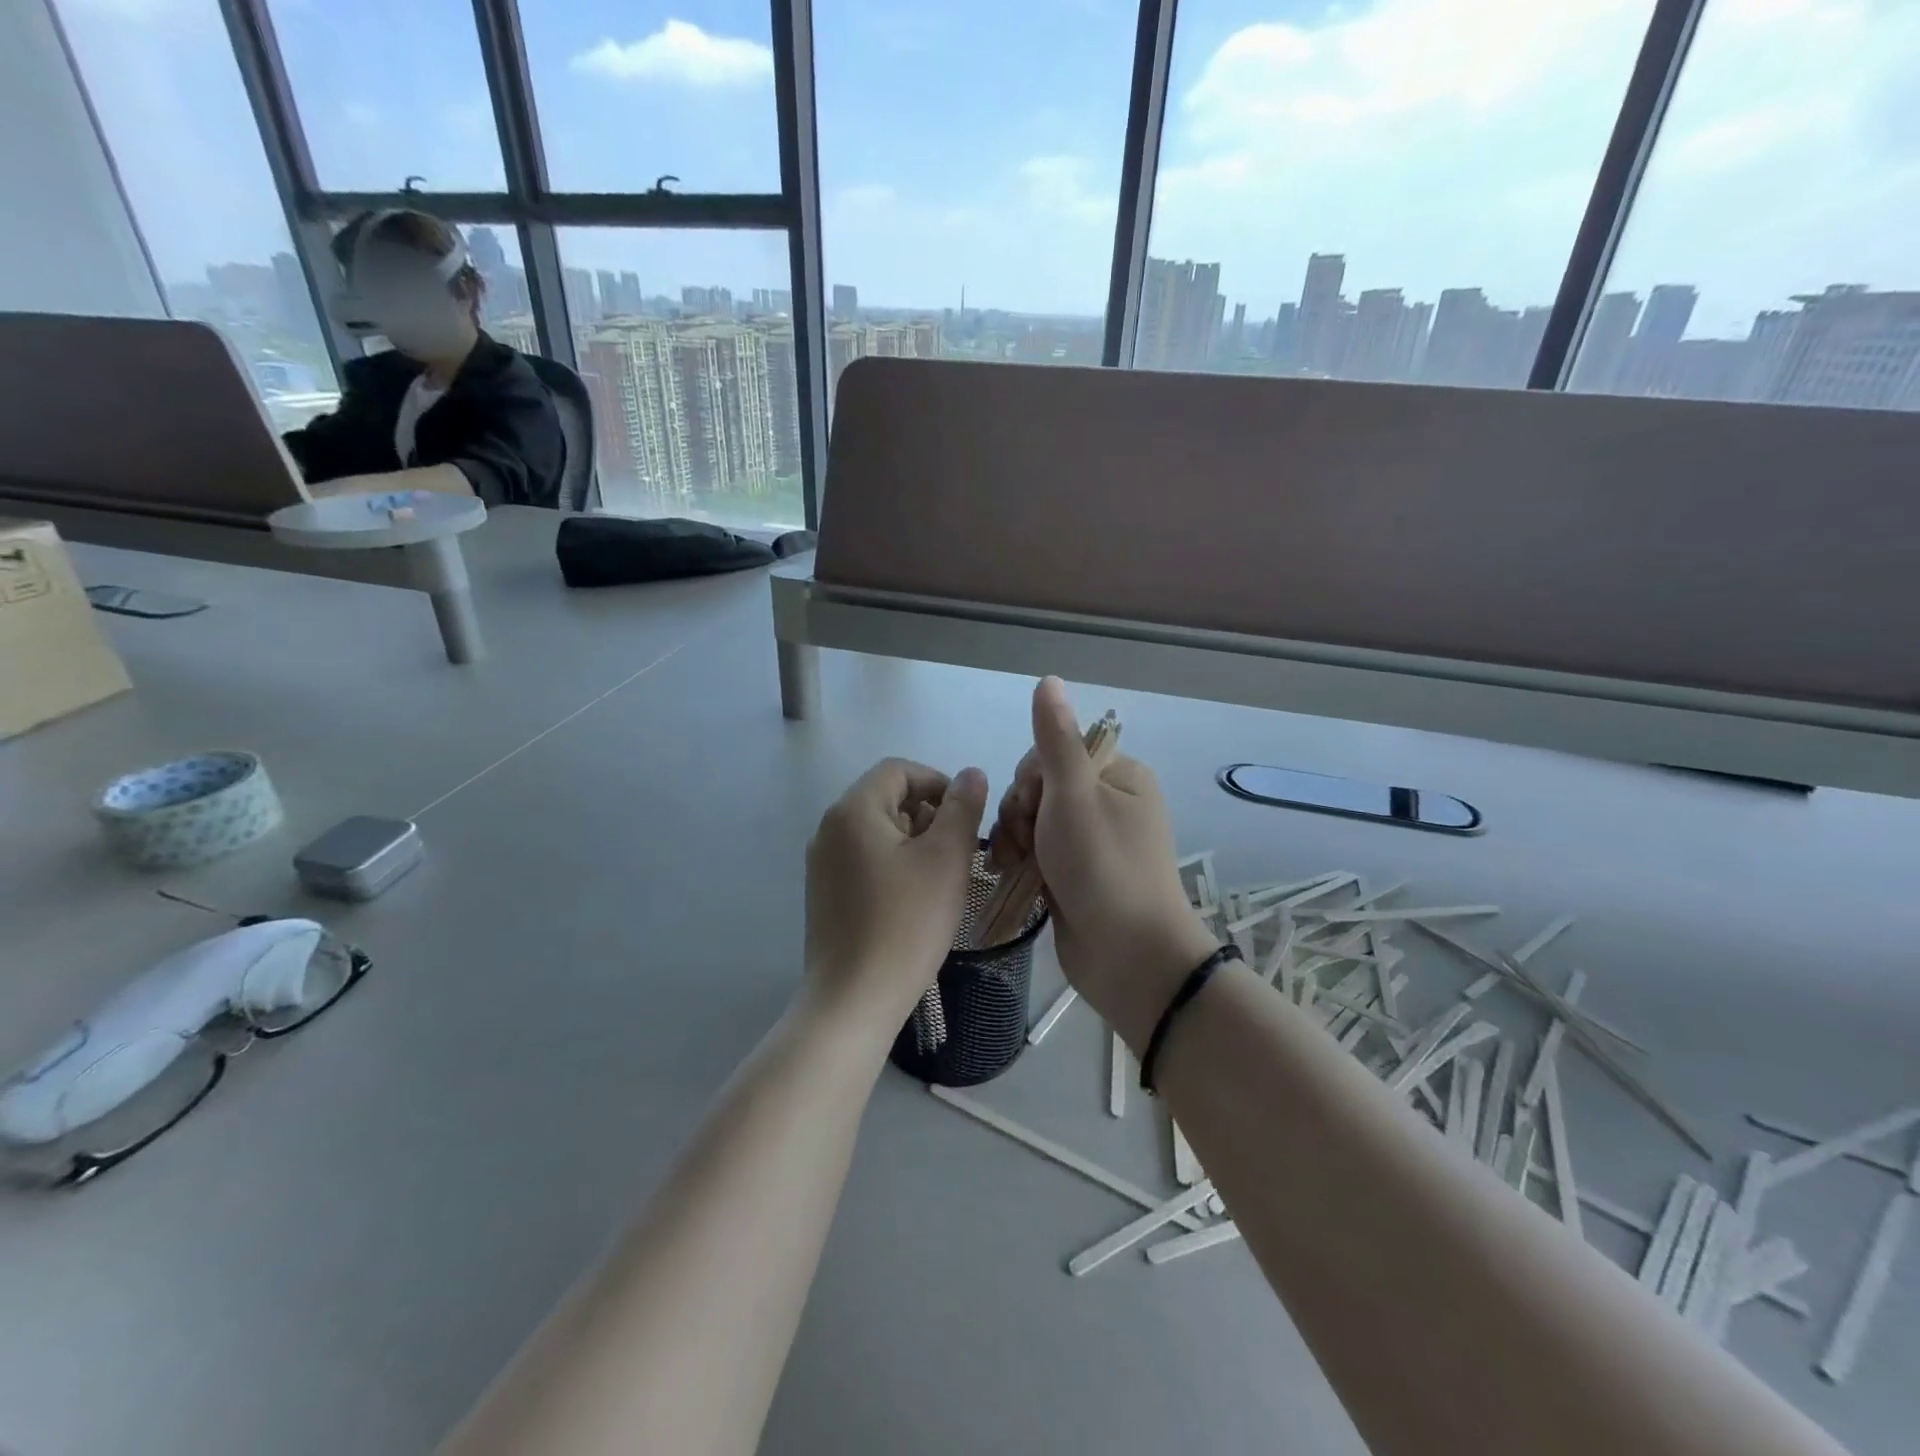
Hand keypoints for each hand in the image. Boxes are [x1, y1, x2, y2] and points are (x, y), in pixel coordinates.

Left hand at [803, 758, 988, 1039]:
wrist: (853, 999)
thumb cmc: (906, 923)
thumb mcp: (946, 859)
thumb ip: (962, 808)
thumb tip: (970, 774)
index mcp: (853, 810)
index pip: (898, 770)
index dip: (937, 781)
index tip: (966, 814)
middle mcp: (829, 828)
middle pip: (885, 797)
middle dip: (927, 812)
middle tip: (959, 849)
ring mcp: (822, 862)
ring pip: (876, 829)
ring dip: (913, 838)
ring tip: (941, 874)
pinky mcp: (824, 892)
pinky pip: (863, 857)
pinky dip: (893, 862)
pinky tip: (914, 897)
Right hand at [992, 679, 1218, 1051]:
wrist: (1128, 958)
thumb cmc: (1102, 868)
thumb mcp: (1074, 795)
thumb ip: (1056, 738)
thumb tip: (1048, 679)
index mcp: (1119, 775)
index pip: (1055, 753)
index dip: (1031, 777)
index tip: (1031, 807)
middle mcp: (1110, 803)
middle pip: (1041, 787)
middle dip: (1022, 813)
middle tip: (1025, 843)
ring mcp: (1094, 842)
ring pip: (1035, 822)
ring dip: (1018, 840)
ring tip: (1018, 867)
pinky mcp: (1079, 875)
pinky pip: (1040, 853)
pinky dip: (1024, 862)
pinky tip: (1013, 877)